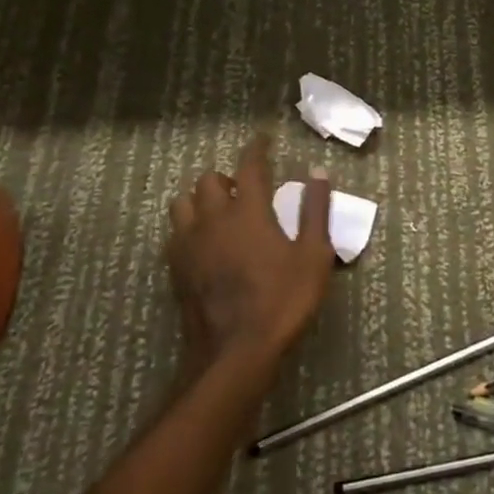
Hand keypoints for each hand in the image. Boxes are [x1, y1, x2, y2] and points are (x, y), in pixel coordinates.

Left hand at [167, 136, 335, 375]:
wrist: (235, 353)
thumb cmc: (282, 301)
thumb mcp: (314, 256)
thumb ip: (315, 211)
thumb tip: (318, 173)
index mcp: (248, 212)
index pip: (249, 166)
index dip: (256, 148)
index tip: (262, 139)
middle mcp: (213, 220)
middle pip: (209, 181)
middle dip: (227, 178)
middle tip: (246, 189)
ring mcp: (189, 245)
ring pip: (183, 203)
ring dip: (201, 199)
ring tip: (219, 211)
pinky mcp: (176, 269)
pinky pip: (175, 234)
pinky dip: (189, 227)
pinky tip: (203, 242)